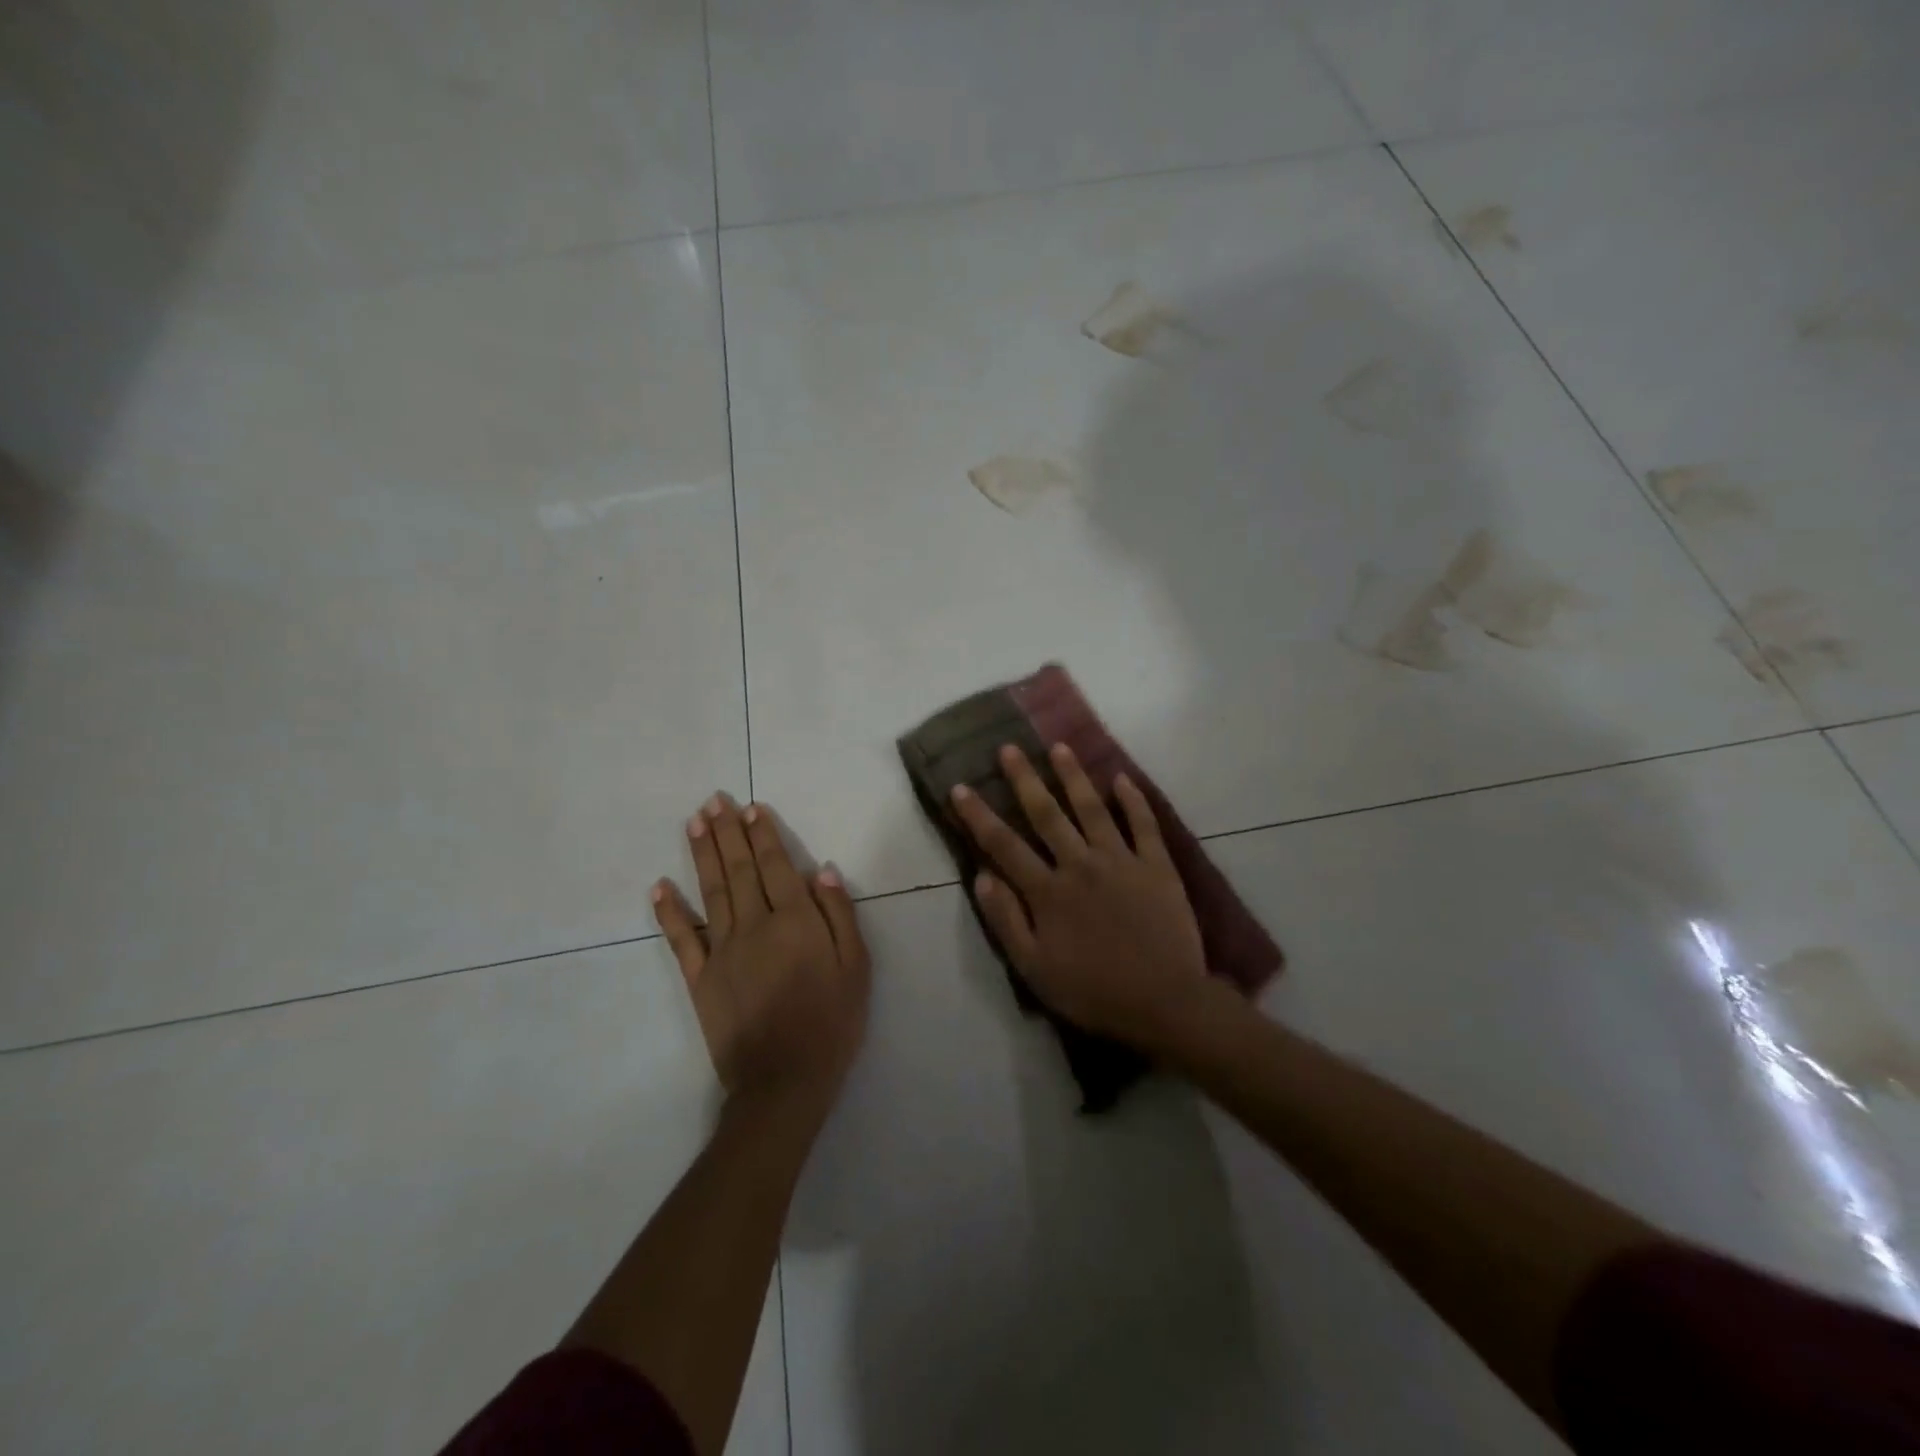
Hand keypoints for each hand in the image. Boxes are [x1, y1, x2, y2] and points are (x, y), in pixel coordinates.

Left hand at [653, 794, 870, 1114]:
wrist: (785, 1082)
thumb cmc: (832, 1023)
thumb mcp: (857, 968)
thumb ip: (840, 915)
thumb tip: (822, 869)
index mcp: (796, 922)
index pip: (776, 867)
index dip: (763, 835)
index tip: (751, 807)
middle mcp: (755, 926)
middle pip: (739, 870)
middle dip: (727, 832)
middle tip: (713, 800)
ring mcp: (722, 951)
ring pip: (711, 892)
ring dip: (702, 855)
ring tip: (693, 822)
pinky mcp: (699, 979)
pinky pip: (681, 939)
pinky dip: (669, 912)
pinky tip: (659, 886)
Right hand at [950, 743, 1209, 1050]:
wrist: (1165, 1003)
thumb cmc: (1093, 991)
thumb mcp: (1035, 969)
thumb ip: (1006, 921)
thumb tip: (981, 877)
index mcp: (1048, 891)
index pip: (1004, 844)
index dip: (979, 815)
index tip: (960, 787)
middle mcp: (1080, 864)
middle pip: (1047, 814)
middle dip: (1024, 779)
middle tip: (1009, 748)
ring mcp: (1121, 861)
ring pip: (1092, 808)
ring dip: (1073, 776)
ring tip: (1059, 747)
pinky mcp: (1157, 866)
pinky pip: (1143, 824)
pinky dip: (1133, 800)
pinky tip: (1122, 779)